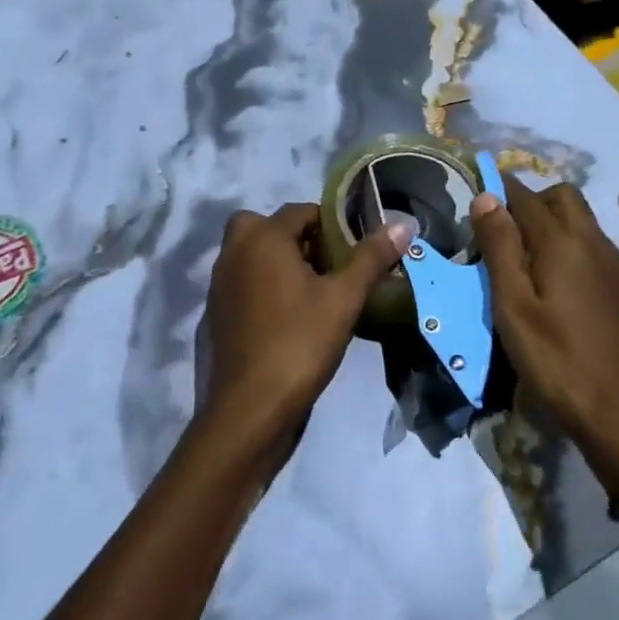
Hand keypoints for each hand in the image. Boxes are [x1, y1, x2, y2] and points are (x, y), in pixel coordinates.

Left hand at [200, 202, 407, 461]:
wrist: (250, 408)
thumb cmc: (299, 343)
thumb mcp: (343, 299)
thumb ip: (370, 258)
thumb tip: (401, 223)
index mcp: (262, 238)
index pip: (300, 211)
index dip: (331, 224)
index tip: (353, 249)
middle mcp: (234, 252)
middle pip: (267, 227)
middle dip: (297, 239)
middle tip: (327, 266)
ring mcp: (220, 284)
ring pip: (252, 255)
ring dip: (279, 262)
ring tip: (315, 292)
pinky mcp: (216, 313)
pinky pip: (243, 283)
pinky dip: (263, 287)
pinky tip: (290, 317)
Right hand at [472, 176, 618, 470]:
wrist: (617, 410)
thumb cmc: (554, 357)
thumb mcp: (512, 304)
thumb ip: (499, 246)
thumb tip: (486, 196)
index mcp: (563, 241)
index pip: (525, 196)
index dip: (498, 191)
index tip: (473, 199)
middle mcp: (593, 241)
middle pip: (561, 197)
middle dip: (528, 202)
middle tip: (498, 233)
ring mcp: (611, 265)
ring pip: (579, 220)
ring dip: (549, 222)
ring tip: (519, 257)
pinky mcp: (618, 287)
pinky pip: (589, 245)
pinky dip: (566, 244)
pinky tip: (549, 281)